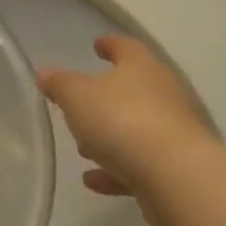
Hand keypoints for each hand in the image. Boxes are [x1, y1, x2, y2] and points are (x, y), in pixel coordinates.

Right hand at [39, 35, 219, 225]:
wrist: (179, 179)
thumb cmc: (122, 120)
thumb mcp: (76, 95)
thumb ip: (59, 83)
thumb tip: (46, 74)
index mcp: (142, 69)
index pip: (126, 47)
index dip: (110, 45)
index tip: (97, 45)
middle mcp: (165, 96)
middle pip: (132, 90)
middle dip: (105, 98)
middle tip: (80, 103)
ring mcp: (175, 134)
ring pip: (136, 130)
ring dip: (109, 138)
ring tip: (82, 149)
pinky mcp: (178, 170)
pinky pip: (140, 165)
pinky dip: (117, 170)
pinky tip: (93, 180)